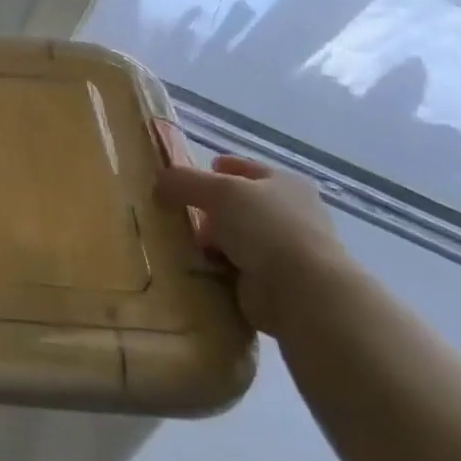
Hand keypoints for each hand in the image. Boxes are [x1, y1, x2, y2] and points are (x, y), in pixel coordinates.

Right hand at [154, 156, 364, 336]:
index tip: (191, 174)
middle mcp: (288, 214)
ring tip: (181, 243)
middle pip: (238, 205)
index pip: (247, 169)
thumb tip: (159, 181)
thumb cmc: (265, 228)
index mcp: (285, 184)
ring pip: (234, 237)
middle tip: (177, 212)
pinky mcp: (272, 282)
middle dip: (208, 208)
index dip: (221, 168)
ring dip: (210, 241)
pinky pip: (233, 267)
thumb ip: (183, 181)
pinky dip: (215, 267)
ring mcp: (283, 250)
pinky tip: (195, 267)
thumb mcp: (217, 191)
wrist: (301, 292)